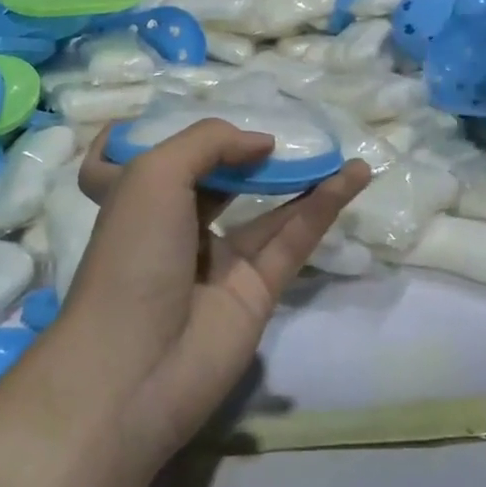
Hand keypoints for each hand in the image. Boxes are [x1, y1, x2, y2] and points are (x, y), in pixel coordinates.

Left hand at [63, 121, 369, 461]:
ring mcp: (218, 262)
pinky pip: (292, 240)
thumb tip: (262, 142)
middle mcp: (177, 226)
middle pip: (220, 181)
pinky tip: (353, 177)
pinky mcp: (256, 291)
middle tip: (289, 128)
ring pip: (266, 209)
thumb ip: (210, 143)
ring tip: (336, 147)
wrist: (134, 366)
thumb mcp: (153, 174)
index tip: (211, 119)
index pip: (152, 161)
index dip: (179, 137)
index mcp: (138, 198)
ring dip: (301, 177)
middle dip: (251, 155)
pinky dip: (323, 207)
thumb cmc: (132, 254)